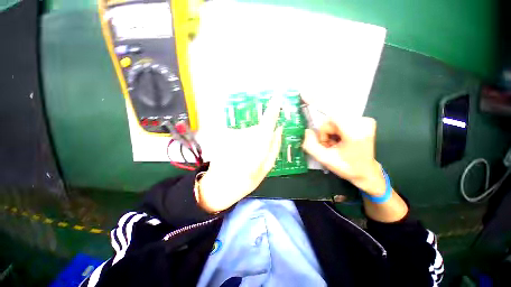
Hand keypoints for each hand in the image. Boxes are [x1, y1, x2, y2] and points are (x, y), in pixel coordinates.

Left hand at [197, 96, 283, 211]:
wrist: (219, 186)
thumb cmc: (245, 181)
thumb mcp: (266, 167)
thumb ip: (275, 147)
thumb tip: (279, 130)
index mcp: (258, 144)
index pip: (268, 121)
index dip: (273, 108)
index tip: (278, 97)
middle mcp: (245, 135)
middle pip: (259, 129)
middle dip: (261, 139)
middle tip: (256, 155)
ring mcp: (233, 134)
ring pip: (249, 132)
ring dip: (250, 142)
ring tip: (245, 157)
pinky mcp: (224, 135)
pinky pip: (240, 135)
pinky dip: (241, 142)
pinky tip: (236, 154)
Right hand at [302, 117, 385, 195]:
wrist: (366, 172)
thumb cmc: (346, 167)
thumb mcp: (324, 159)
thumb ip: (310, 145)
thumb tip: (307, 131)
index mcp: (355, 132)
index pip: (331, 119)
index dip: (324, 130)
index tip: (326, 143)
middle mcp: (363, 122)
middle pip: (332, 120)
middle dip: (327, 133)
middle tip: (330, 146)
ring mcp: (365, 121)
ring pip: (336, 120)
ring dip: (331, 132)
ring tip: (335, 144)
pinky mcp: (365, 121)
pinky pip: (342, 121)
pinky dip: (338, 130)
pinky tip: (341, 140)